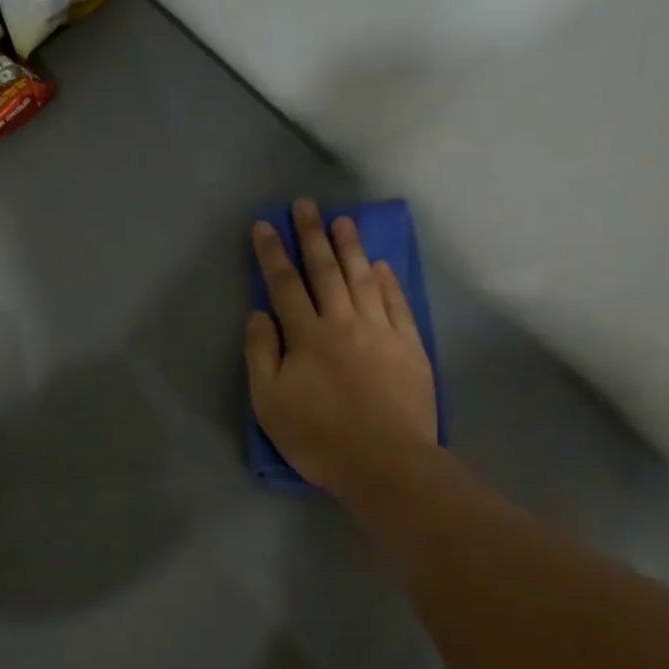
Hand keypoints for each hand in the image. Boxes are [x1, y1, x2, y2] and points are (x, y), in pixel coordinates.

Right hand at [246, 199, 438, 496]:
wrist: (386, 463)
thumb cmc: (319, 437)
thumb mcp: (269, 403)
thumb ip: (261, 354)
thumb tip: (259, 313)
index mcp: (307, 335)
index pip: (285, 284)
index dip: (272, 253)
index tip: (265, 224)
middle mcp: (344, 322)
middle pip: (325, 270)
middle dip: (312, 235)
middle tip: (305, 205)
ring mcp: (381, 331)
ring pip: (363, 278)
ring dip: (350, 248)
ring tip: (343, 221)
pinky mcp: (410, 346)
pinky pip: (396, 302)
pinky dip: (387, 280)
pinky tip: (381, 265)